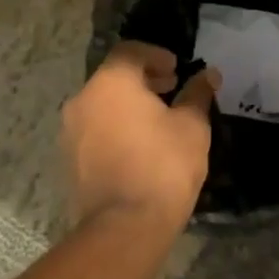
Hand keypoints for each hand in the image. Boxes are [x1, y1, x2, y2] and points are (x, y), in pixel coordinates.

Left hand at [62, 42, 219, 231]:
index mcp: (111, 82)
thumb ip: (197, 94)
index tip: (177, 69)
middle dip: (143, 79)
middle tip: (171, 89)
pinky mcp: (69, 158)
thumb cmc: (163, 166)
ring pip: (102, 103)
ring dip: (127, 104)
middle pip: (113, 76)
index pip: (131, 51)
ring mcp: (71, 131)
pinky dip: (115, 126)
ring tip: (157, 120)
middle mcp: (83, 99)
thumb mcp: (192, 126)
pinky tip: (139, 145)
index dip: (156, 55)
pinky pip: (94, 129)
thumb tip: (209, 75)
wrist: (124, 227)